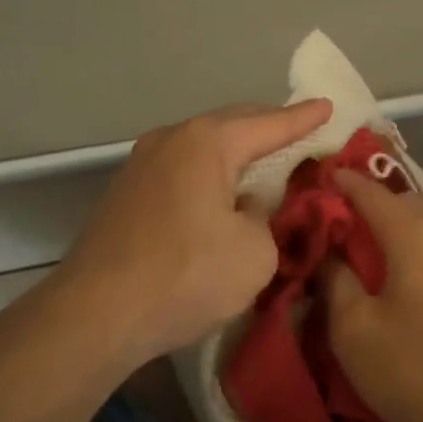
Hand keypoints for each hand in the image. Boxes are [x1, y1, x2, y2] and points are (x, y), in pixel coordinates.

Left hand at [50, 101, 331, 368]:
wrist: (93, 316)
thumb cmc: (185, 276)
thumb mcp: (255, 253)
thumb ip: (267, 220)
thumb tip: (250, 210)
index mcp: (207, 142)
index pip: (270, 124)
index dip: (305, 118)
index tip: (329, 106)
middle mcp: (172, 139)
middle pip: (233, 125)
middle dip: (270, 128)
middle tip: (304, 133)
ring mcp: (142, 164)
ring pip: (205, 147)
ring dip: (238, 153)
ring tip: (268, 162)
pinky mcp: (127, 193)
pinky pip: (184, 169)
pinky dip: (212, 173)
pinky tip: (224, 194)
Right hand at [323, 171, 422, 421]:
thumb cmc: (416, 366)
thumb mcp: (355, 330)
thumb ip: (335, 282)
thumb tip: (329, 254)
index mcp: (412, 234)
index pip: (371, 192)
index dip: (343, 182)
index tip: (320, 176)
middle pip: (402, 202)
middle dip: (370, 202)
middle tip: (339, 217)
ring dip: (395, 226)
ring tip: (367, 247)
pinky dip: (415, 247)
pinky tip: (403, 275)